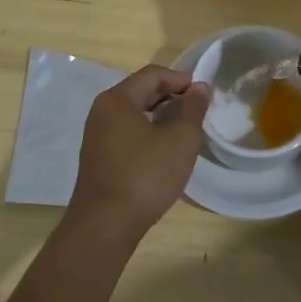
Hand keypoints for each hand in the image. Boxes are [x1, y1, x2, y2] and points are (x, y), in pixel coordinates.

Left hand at [68, 65, 210, 242]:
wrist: (105, 226)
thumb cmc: (145, 175)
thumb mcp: (180, 139)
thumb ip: (192, 109)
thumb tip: (199, 87)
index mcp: (117, 100)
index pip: (153, 75)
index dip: (181, 79)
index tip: (204, 94)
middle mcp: (102, 112)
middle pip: (141, 92)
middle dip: (172, 97)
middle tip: (198, 112)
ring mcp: (97, 137)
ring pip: (134, 114)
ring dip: (161, 116)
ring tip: (185, 131)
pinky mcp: (99, 159)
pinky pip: (127, 133)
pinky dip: (148, 133)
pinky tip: (164, 151)